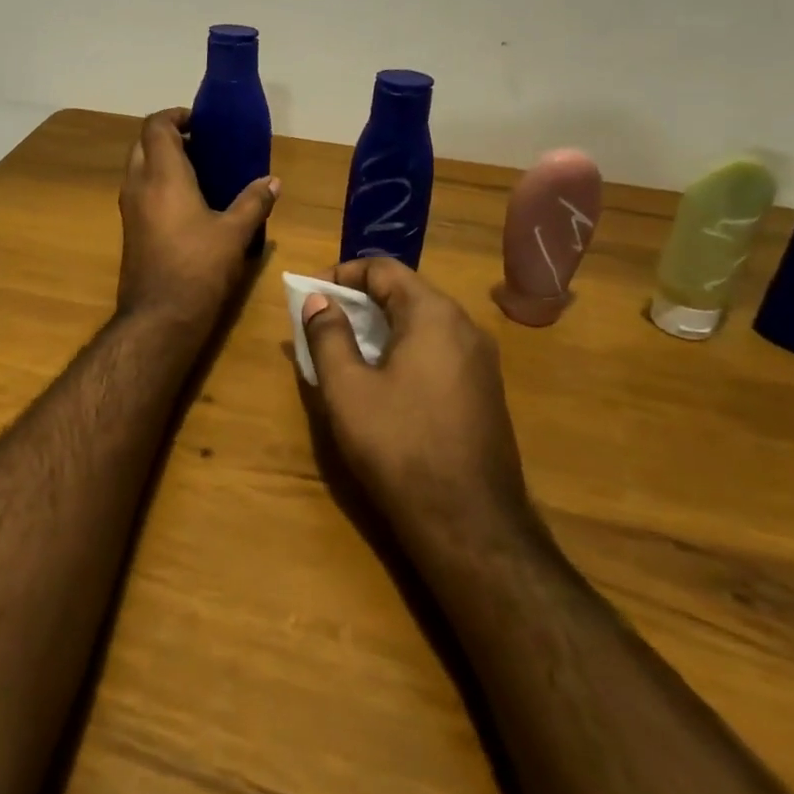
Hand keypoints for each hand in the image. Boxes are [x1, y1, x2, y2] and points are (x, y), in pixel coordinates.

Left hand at [117, 109, 278, 329]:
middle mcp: (138, 185)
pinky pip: (140, 191)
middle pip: (143, 143)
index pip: (156, 126)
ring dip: (162, 161)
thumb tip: (273, 181)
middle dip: (169, 137)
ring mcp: (129, 209)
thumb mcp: (235, 234)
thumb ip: (254, 202)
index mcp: (162, 176)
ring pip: (138, 168)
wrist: (159, 318)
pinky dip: (158, 184)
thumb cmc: (198, 268)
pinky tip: (188, 204)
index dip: (175, 115)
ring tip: (199, 172)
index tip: (201, 122)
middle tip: (202, 145)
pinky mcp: (129, 230)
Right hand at [301, 258, 537, 554]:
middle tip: (321, 320)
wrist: (470, 524)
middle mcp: (465, 327)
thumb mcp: (348, 389)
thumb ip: (328, 336)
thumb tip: (319, 300)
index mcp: (434, 315)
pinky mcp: (484, 392)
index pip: (383, 269)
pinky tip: (382, 380)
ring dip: (380, 326)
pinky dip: (404, 349)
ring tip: (344, 348)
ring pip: (423, 323)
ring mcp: (481, 361)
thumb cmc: (399, 446)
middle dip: (359, 300)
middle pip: (406, 292)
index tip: (309, 293)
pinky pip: (438, 350)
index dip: (341, 274)